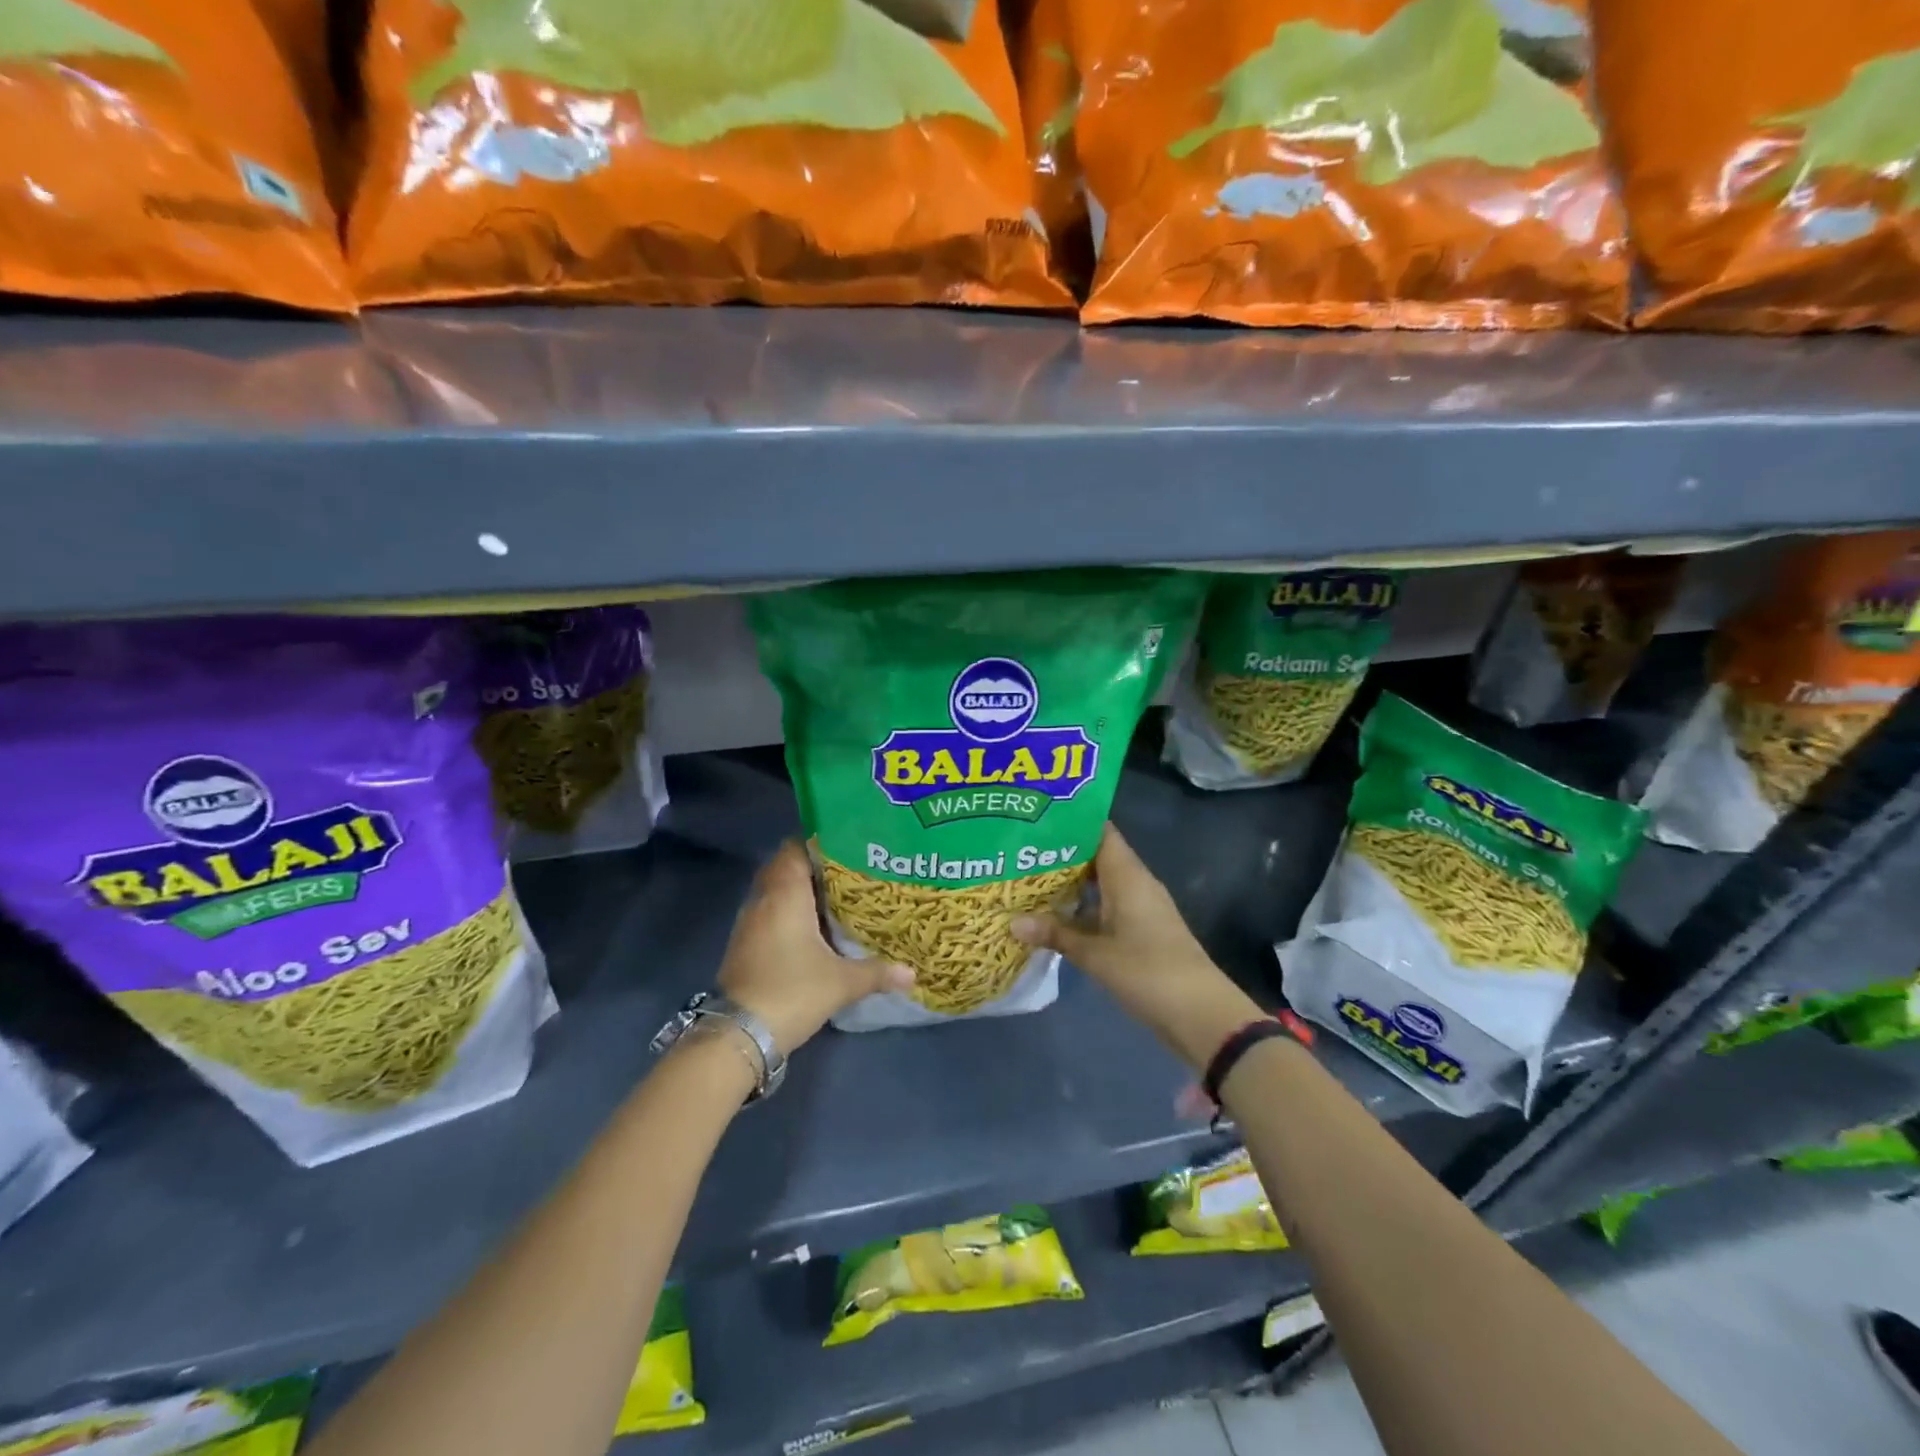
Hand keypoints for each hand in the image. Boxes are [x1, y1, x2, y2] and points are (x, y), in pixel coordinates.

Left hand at [717, 841, 914, 1056]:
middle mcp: (763, 900)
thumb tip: (912, 974)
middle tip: (847, 872)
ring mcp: (748, 923)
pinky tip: (812, 929)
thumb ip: (877, 972)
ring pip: (775, 892)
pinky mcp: (743, 945)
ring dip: (799, 892)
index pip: (795, 848)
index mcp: (785, 894)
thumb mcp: (842, 982)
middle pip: (784, 867)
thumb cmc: (793, 991)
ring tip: (835, 897)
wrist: (740, 1035)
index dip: (819, 842)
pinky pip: (768, 914)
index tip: (847, 846)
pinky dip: (787, 913)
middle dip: (813, 867)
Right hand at [1012, 824, 1260, 1069]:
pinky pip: (1108, 905)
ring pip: (1101, 883)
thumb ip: (1055, 934)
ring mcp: (1141, 907)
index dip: (1071, 821)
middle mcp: (1135, 882)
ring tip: (1029, 878)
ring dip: (1071, 883)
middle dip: (1062, 853)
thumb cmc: (1147, 971)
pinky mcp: (1142, 930)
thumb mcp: (1095, 954)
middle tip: (1021, 850)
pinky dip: (1084, 906)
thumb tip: (1012, 922)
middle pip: (1097, 855)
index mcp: (1127, 875)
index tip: (1036, 817)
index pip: (1099, 831)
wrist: (1200, 1013)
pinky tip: (1056, 915)